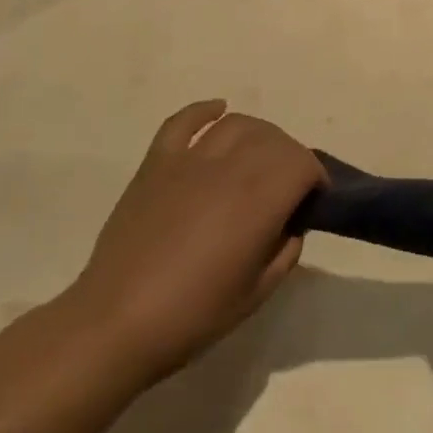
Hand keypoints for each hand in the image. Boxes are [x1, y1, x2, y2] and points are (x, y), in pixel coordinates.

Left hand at [65, 102, 326, 387]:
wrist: (117, 322)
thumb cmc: (193, 315)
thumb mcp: (257, 293)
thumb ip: (286, 251)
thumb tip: (291, 223)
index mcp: (257, 200)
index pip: (301, 162)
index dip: (315, 177)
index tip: (313, 200)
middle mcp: (228, 167)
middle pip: (273, 138)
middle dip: (290, 157)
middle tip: (288, 187)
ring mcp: (188, 159)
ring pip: (236, 123)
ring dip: (258, 135)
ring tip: (258, 158)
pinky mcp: (156, 162)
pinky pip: (183, 121)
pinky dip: (204, 111)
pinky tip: (218, 111)